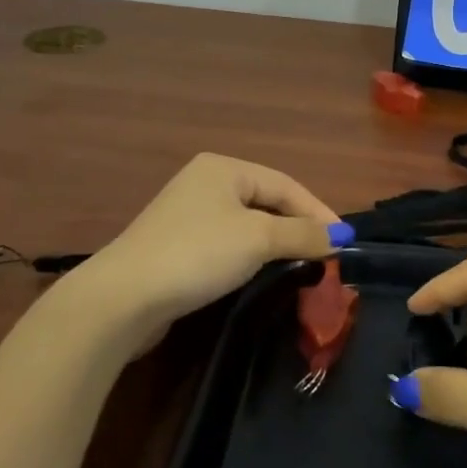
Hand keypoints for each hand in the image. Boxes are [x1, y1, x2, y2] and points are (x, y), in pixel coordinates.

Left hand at [81, 154, 339, 347]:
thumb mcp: (258, 239)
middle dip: (298, 228)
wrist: (121, 299)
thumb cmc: (197, 253)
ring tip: (303, 265)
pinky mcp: (177, 247)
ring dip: (277, 244)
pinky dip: (251, 257)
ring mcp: (187, 215)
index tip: (345, 242)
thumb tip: (341, 236)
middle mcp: (206, 183)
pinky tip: (263, 274)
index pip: (286, 185)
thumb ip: (303, 234)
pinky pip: (227, 245)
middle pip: (268, 203)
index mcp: (224, 168)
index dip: (319, 212)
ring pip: (248, 225)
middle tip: (327, 255)